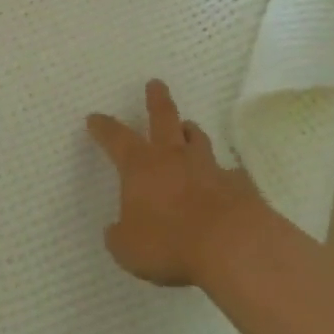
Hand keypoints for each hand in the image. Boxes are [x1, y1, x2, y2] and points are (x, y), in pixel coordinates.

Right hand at [86, 80, 263, 287]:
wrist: (232, 246)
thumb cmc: (169, 242)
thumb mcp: (128, 249)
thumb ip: (120, 236)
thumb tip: (116, 230)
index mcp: (140, 167)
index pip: (116, 138)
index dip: (103, 128)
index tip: (94, 117)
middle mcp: (173, 158)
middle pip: (163, 119)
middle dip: (157, 100)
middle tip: (155, 84)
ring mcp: (209, 168)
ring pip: (197, 140)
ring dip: (190, 132)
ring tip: (188, 127)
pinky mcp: (238, 186)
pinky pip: (229, 174)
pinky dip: (224, 174)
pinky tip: (226, 181)